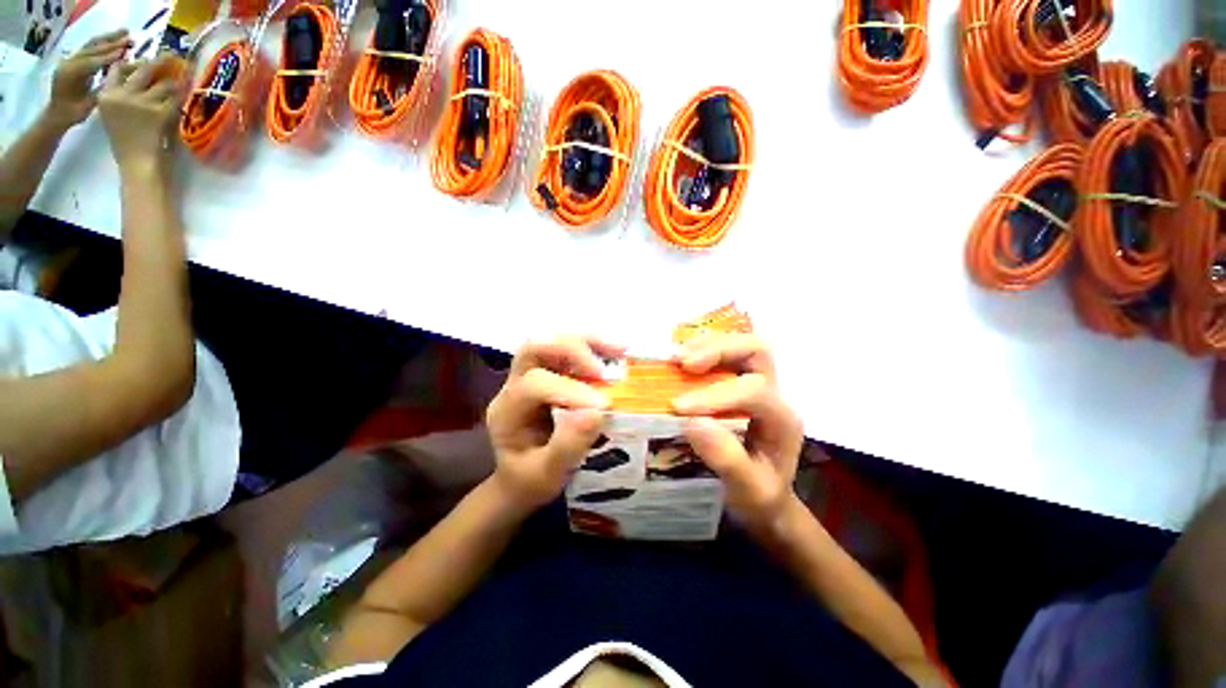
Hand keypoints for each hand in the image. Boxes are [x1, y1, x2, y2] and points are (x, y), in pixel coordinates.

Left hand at [46, 30, 131, 129]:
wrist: (57, 114)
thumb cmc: (74, 113)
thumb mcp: (89, 103)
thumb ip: (102, 88)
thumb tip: (118, 75)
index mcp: (72, 74)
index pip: (94, 62)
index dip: (110, 56)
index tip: (126, 51)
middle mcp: (69, 62)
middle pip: (92, 48)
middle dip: (111, 42)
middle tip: (129, 37)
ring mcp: (69, 60)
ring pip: (91, 44)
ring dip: (107, 38)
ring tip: (123, 33)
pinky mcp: (72, 60)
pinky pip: (88, 48)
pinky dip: (102, 44)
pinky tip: (112, 42)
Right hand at [98, 57, 183, 176]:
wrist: (137, 163)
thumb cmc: (126, 141)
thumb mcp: (114, 114)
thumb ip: (121, 94)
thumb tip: (139, 74)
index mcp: (106, 95)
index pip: (118, 68)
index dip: (134, 61)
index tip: (146, 58)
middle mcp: (121, 95)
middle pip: (144, 69)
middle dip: (161, 60)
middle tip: (173, 55)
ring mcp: (140, 103)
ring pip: (164, 83)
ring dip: (175, 85)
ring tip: (180, 87)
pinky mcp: (159, 112)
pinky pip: (176, 99)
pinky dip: (181, 99)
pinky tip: (184, 100)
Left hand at [486, 336, 621, 509]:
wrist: (520, 479)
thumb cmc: (530, 481)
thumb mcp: (547, 475)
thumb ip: (568, 446)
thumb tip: (599, 412)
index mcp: (507, 411)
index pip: (534, 385)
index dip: (569, 389)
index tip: (604, 405)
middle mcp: (514, 385)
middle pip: (535, 348)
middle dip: (571, 351)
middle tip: (603, 372)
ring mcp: (530, 375)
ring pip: (552, 342)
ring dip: (586, 343)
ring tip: (618, 351)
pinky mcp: (549, 373)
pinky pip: (567, 351)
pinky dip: (592, 347)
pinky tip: (614, 353)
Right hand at [672, 334, 803, 531]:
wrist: (767, 498)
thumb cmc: (760, 497)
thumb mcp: (748, 491)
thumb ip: (727, 459)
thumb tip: (693, 422)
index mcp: (781, 419)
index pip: (753, 391)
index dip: (715, 395)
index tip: (679, 407)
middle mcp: (774, 394)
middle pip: (756, 350)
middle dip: (718, 351)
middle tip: (683, 363)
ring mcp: (758, 385)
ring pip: (740, 347)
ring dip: (706, 347)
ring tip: (676, 358)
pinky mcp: (739, 384)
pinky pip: (724, 357)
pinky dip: (701, 352)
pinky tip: (680, 361)